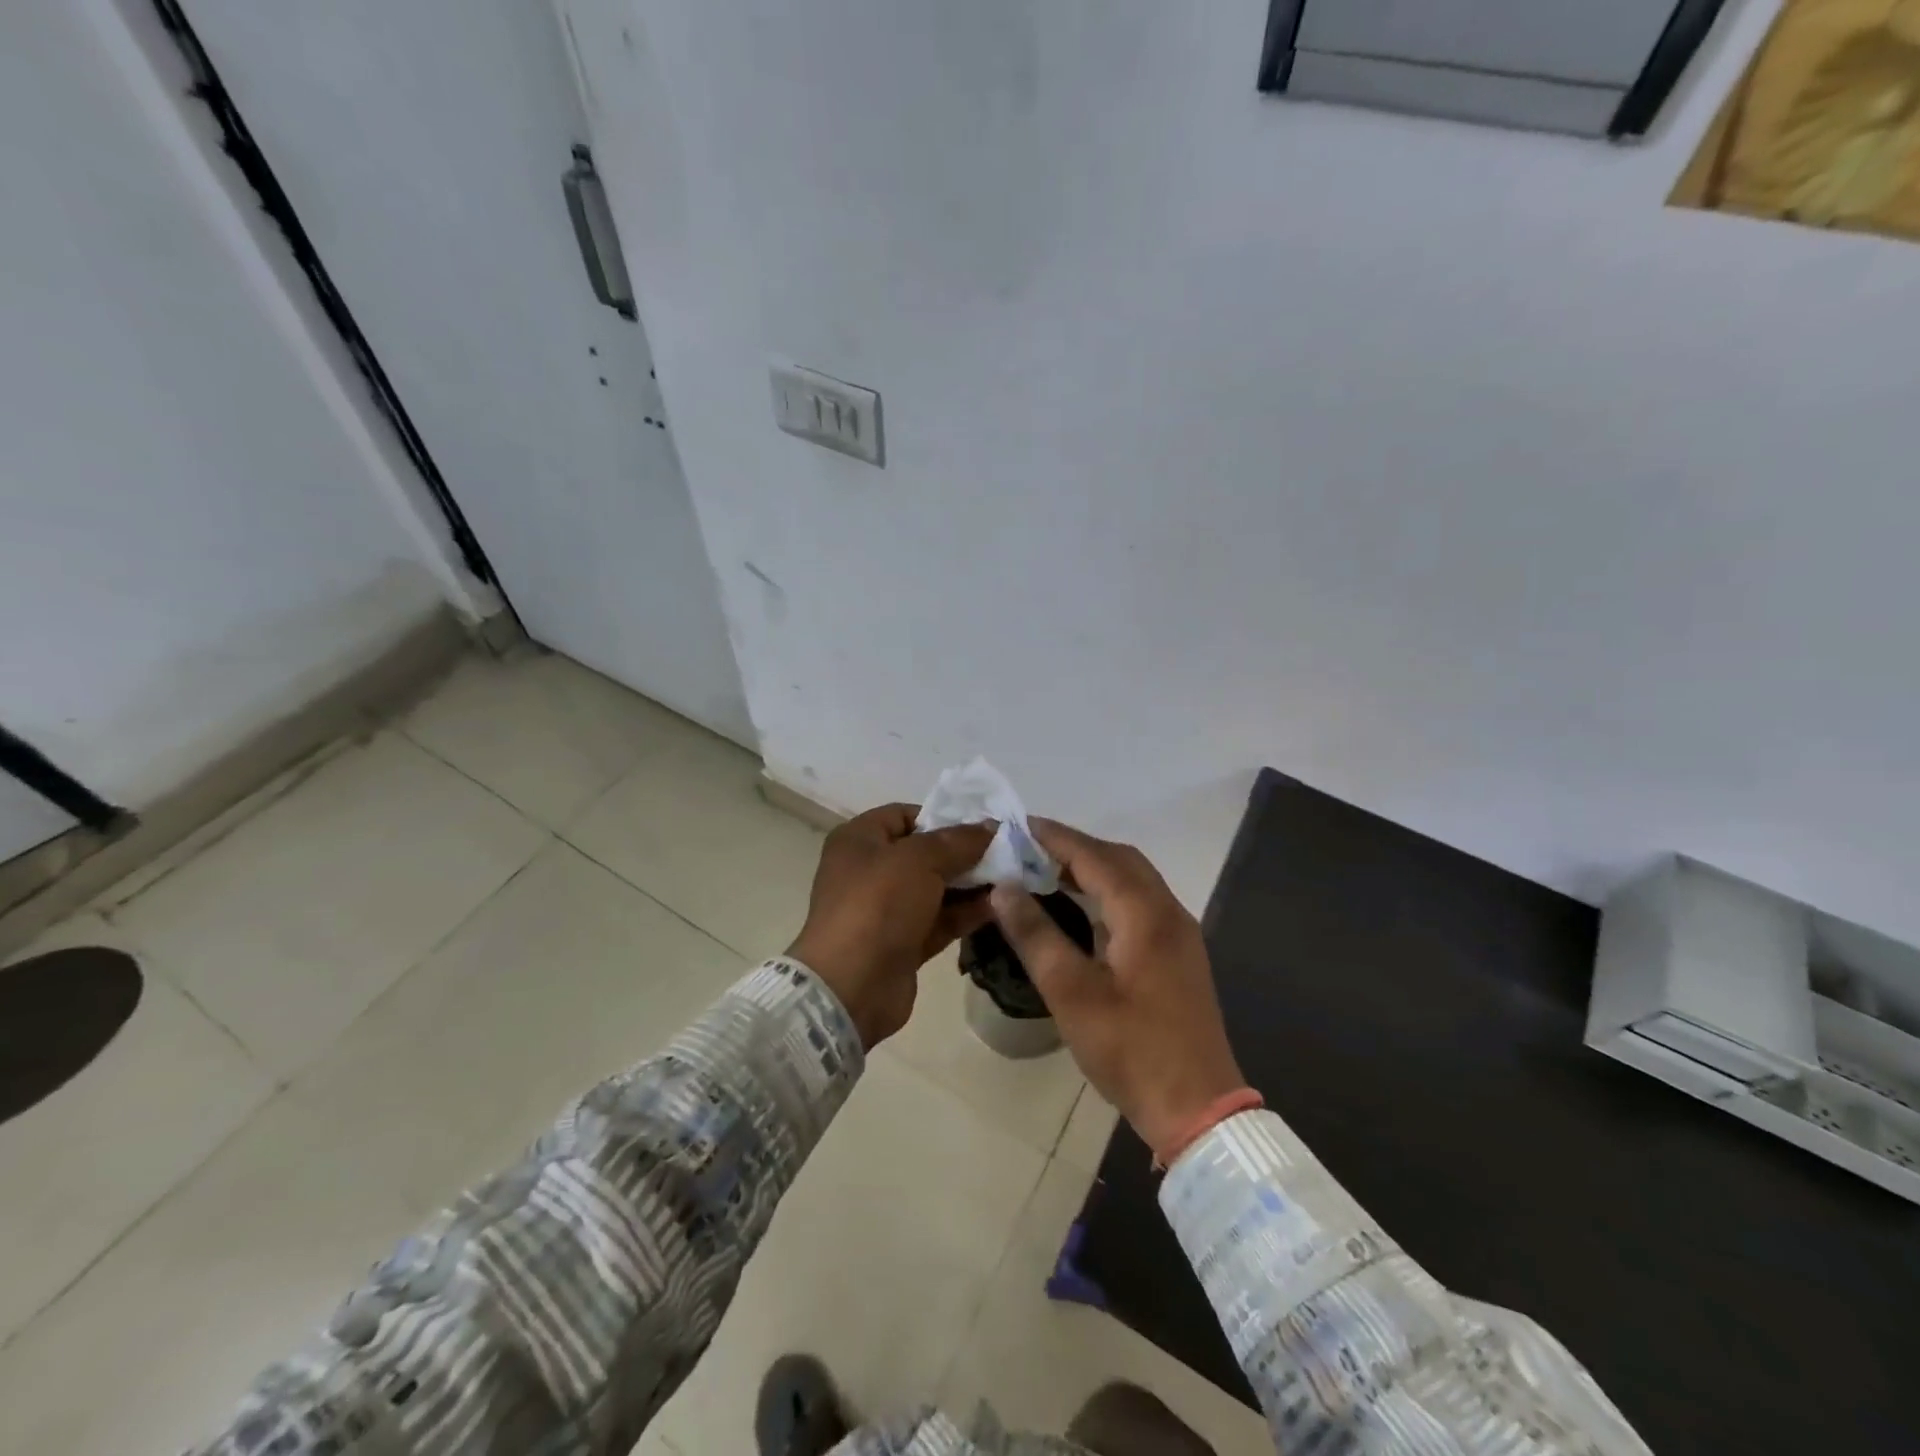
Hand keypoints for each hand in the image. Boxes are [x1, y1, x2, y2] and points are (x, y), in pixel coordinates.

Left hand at [789, 804, 995, 1048]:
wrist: (852, 986)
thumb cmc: (878, 905)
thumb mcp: (919, 860)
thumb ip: (958, 841)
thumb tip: (991, 826)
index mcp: (859, 840)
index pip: (904, 815)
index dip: (942, 817)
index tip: (981, 826)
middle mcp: (869, 870)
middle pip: (924, 853)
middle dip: (964, 853)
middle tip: (1006, 852)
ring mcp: (885, 910)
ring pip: (935, 888)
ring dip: (970, 884)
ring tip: (1012, 878)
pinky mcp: (902, 942)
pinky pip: (939, 920)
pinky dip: (965, 913)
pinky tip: (1000, 907)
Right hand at [989, 818, 1244, 1157]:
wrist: (1199, 1109)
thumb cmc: (1131, 1050)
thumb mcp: (1072, 993)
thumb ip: (1036, 935)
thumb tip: (1004, 888)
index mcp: (1146, 914)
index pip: (1095, 857)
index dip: (1056, 837)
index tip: (1017, 825)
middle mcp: (1169, 912)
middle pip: (1120, 860)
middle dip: (1074, 848)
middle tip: (1028, 849)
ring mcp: (1179, 934)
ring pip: (1133, 881)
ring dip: (1093, 868)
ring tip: (1046, 871)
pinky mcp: (1178, 955)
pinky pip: (1140, 903)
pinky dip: (1108, 892)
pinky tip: (1081, 908)